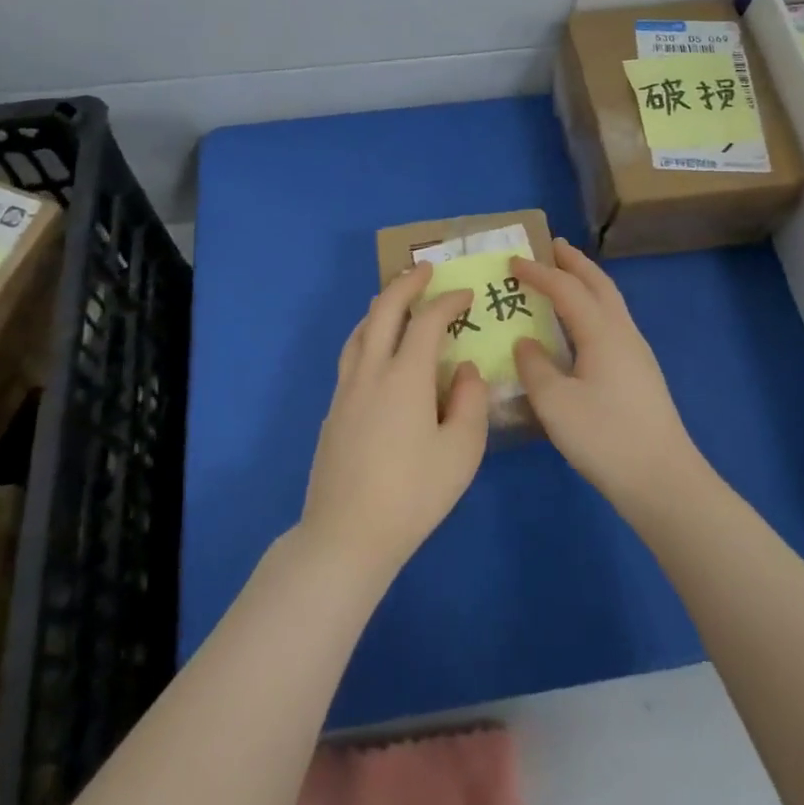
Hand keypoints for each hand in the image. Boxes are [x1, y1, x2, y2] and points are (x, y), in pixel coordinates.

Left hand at [300, 265, 490, 581]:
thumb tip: (464, 367)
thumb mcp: (461, 451)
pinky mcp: (333, 410)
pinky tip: (376, 349)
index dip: (448, 301)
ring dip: (381, 306)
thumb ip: (470, 401)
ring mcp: (346, 389)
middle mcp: (370, 371)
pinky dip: (367, 333)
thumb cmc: (413, 494)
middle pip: (384, 311)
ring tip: (396, 300)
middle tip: (425, 270)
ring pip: (360, 330)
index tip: (467, 295)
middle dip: (405, 284)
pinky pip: (351, 353)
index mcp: (405, 376)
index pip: (426, 320)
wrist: (347, 534)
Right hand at [512, 240, 706, 518]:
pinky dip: (593, 306)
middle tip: (553, 246)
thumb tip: (526, 343)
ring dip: (588, 282)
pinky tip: (582, 326)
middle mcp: (623, 332)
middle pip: (599, 284)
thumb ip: (534, 366)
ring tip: (566, 277)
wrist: (663, 480)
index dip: (538, 272)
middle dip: (575, 262)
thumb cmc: (605, 437)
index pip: (566, 288)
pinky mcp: (640, 373)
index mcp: (601, 332)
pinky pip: (613, 322)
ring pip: (610, 302)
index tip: (513, 261)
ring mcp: (637, 352)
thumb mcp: (555, 403)